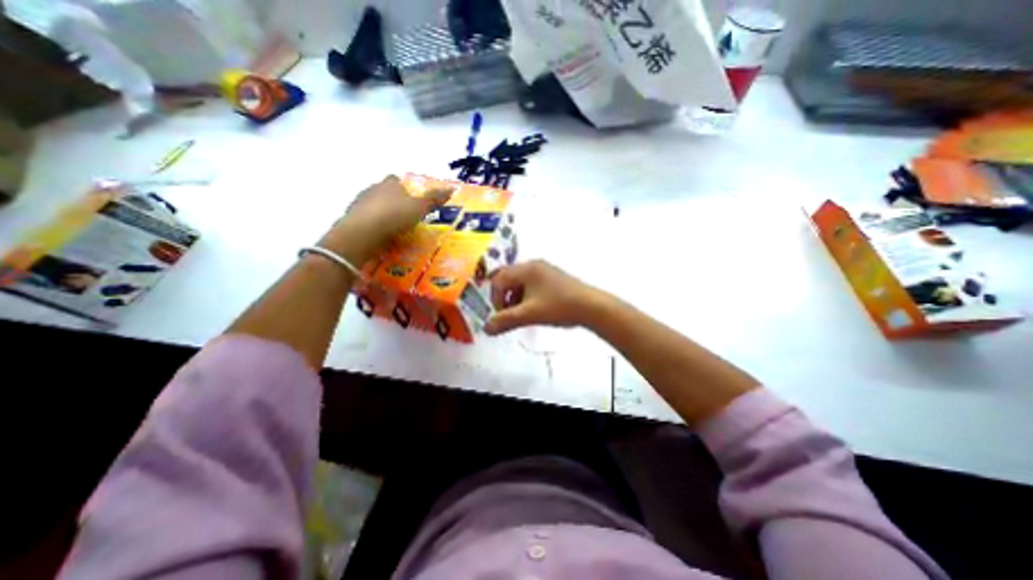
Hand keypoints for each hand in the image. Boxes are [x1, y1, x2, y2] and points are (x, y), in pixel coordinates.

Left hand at [319, 178, 452, 264]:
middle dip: (392, 200)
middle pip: (382, 192)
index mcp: (389, 184)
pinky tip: (381, 236)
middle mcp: (372, 190)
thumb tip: (451, 188)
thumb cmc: (395, 215)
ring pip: (372, 206)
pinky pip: (365, 221)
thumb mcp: (420, 207)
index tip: (410, 198)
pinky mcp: (351, 220)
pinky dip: (373, 226)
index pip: (395, 180)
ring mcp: (359, 204)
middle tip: (404, 214)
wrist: (364, 232)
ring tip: (393, 228)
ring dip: (381, 213)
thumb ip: (434, 198)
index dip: (402, 187)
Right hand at [484, 259, 606, 335]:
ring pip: (521, 282)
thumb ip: (505, 321)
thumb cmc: (558, 307)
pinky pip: (532, 284)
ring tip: (522, 314)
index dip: (495, 299)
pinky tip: (536, 309)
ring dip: (516, 298)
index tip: (502, 316)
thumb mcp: (529, 315)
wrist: (591, 306)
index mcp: (526, 269)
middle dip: (504, 297)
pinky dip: (527, 296)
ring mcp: (545, 270)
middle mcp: (534, 265)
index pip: (499, 280)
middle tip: (509, 313)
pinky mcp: (554, 277)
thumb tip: (486, 329)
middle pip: (508, 278)